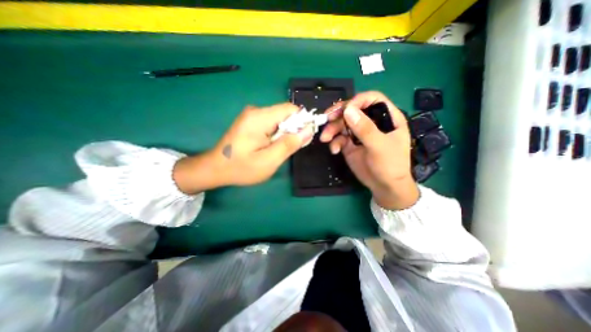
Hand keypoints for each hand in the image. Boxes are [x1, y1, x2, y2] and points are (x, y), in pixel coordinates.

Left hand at [173, 102, 313, 193]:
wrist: (215, 169)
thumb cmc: (242, 168)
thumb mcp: (269, 160)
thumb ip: (289, 144)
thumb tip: (309, 130)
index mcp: (260, 117)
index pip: (290, 109)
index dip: (302, 121)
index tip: (304, 138)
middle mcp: (256, 111)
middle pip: (285, 114)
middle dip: (293, 129)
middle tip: (289, 148)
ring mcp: (252, 115)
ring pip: (279, 120)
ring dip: (285, 133)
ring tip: (278, 150)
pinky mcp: (250, 121)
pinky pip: (271, 123)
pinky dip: (277, 134)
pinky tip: (271, 147)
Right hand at [319, 91, 420, 209]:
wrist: (384, 187)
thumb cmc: (390, 165)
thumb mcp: (379, 146)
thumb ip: (365, 129)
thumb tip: (348, 110)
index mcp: (386, 117)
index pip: (372, 99)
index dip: (358, 101)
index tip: (345, 109)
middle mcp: (371, 122)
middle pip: (353, 110)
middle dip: (338, 114)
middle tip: (326, 119)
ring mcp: (359, 134)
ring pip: (343, 124)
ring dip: (332, 129)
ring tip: (325, 138)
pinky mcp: (350, 144)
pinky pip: (339, 138)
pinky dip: (334, 142)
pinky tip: (334, 150)